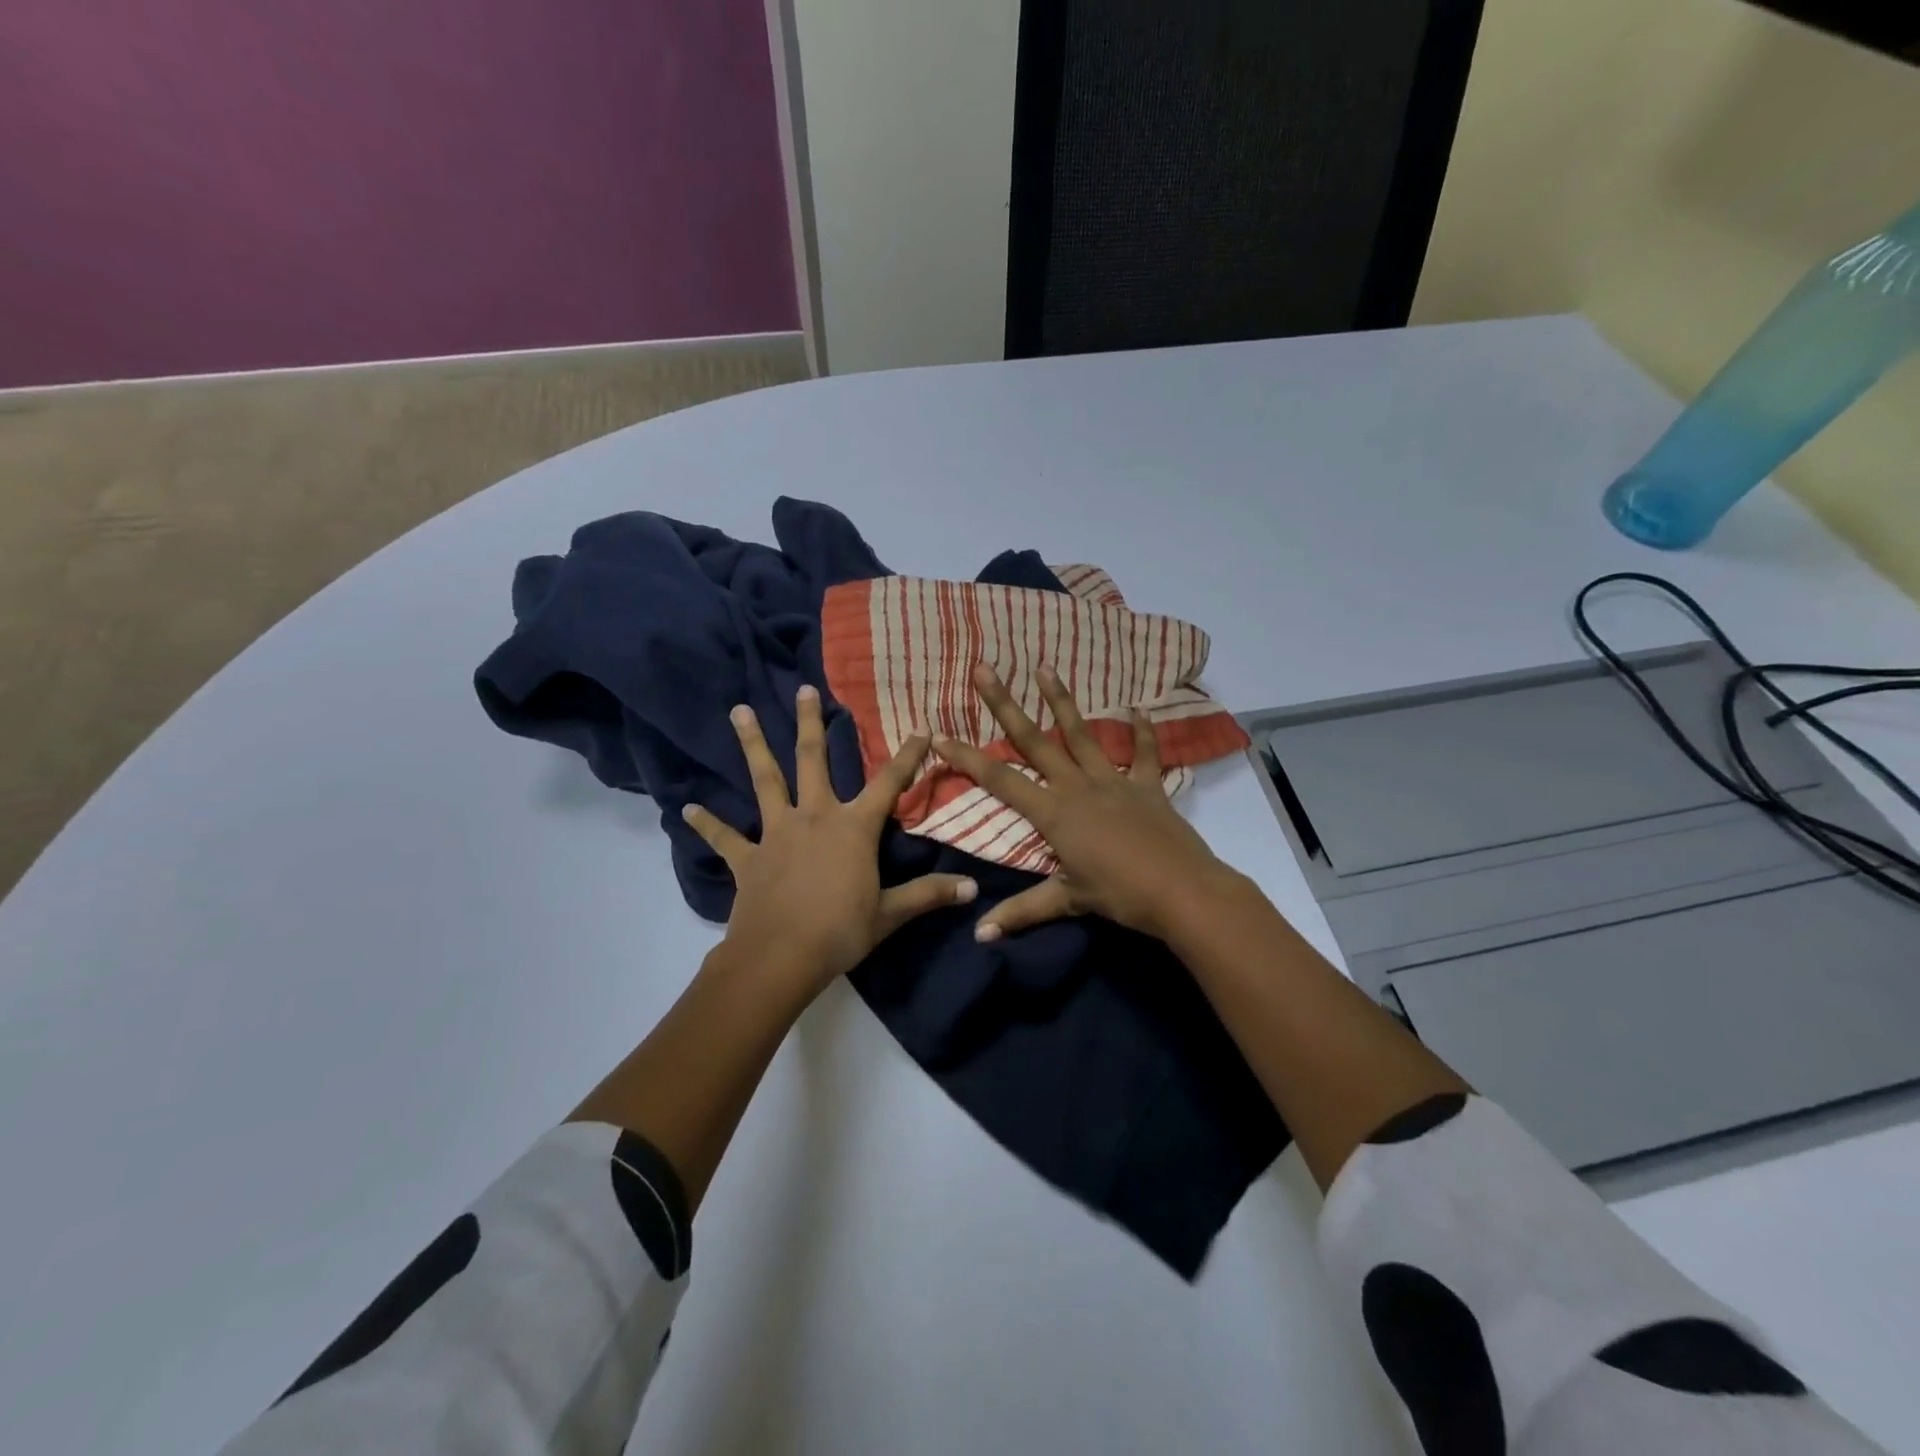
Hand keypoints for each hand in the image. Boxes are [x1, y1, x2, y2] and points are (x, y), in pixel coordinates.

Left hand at [683, 685, 977, 991]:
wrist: (780, 957)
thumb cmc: (840, 931)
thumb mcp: (891, 914)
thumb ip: (930, 895)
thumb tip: (973, 889)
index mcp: (853, 828)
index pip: (889, 784)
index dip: (907, 757)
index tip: (920, 729)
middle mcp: (814, 817)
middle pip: (812, 761)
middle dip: (810, 724)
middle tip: (803, 689)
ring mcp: (776, 834)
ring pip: (765, 781)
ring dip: (753, 745)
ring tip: (739, 711)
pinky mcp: (747, 857)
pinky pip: (725, 836)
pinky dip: (707, 822)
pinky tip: (686, 809)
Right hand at [932, 663, 1245, 943]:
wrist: (1182, 890)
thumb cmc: (1120, 895)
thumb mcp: (1067, 902)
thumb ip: (1021, 913)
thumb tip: (979, 934)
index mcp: (1054, 812)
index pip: (999, 781)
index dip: (966, 759)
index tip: (938, 735)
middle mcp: (1078, 786)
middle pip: (1034, 741)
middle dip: (1005, 705)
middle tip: (984, 669)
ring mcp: (1114, 781)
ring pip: (1081, 734)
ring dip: (1061, 701)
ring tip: (1044, 668)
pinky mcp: (1147, 786)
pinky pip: (1144, 753)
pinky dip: (1141, 732)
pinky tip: (1137, 709)